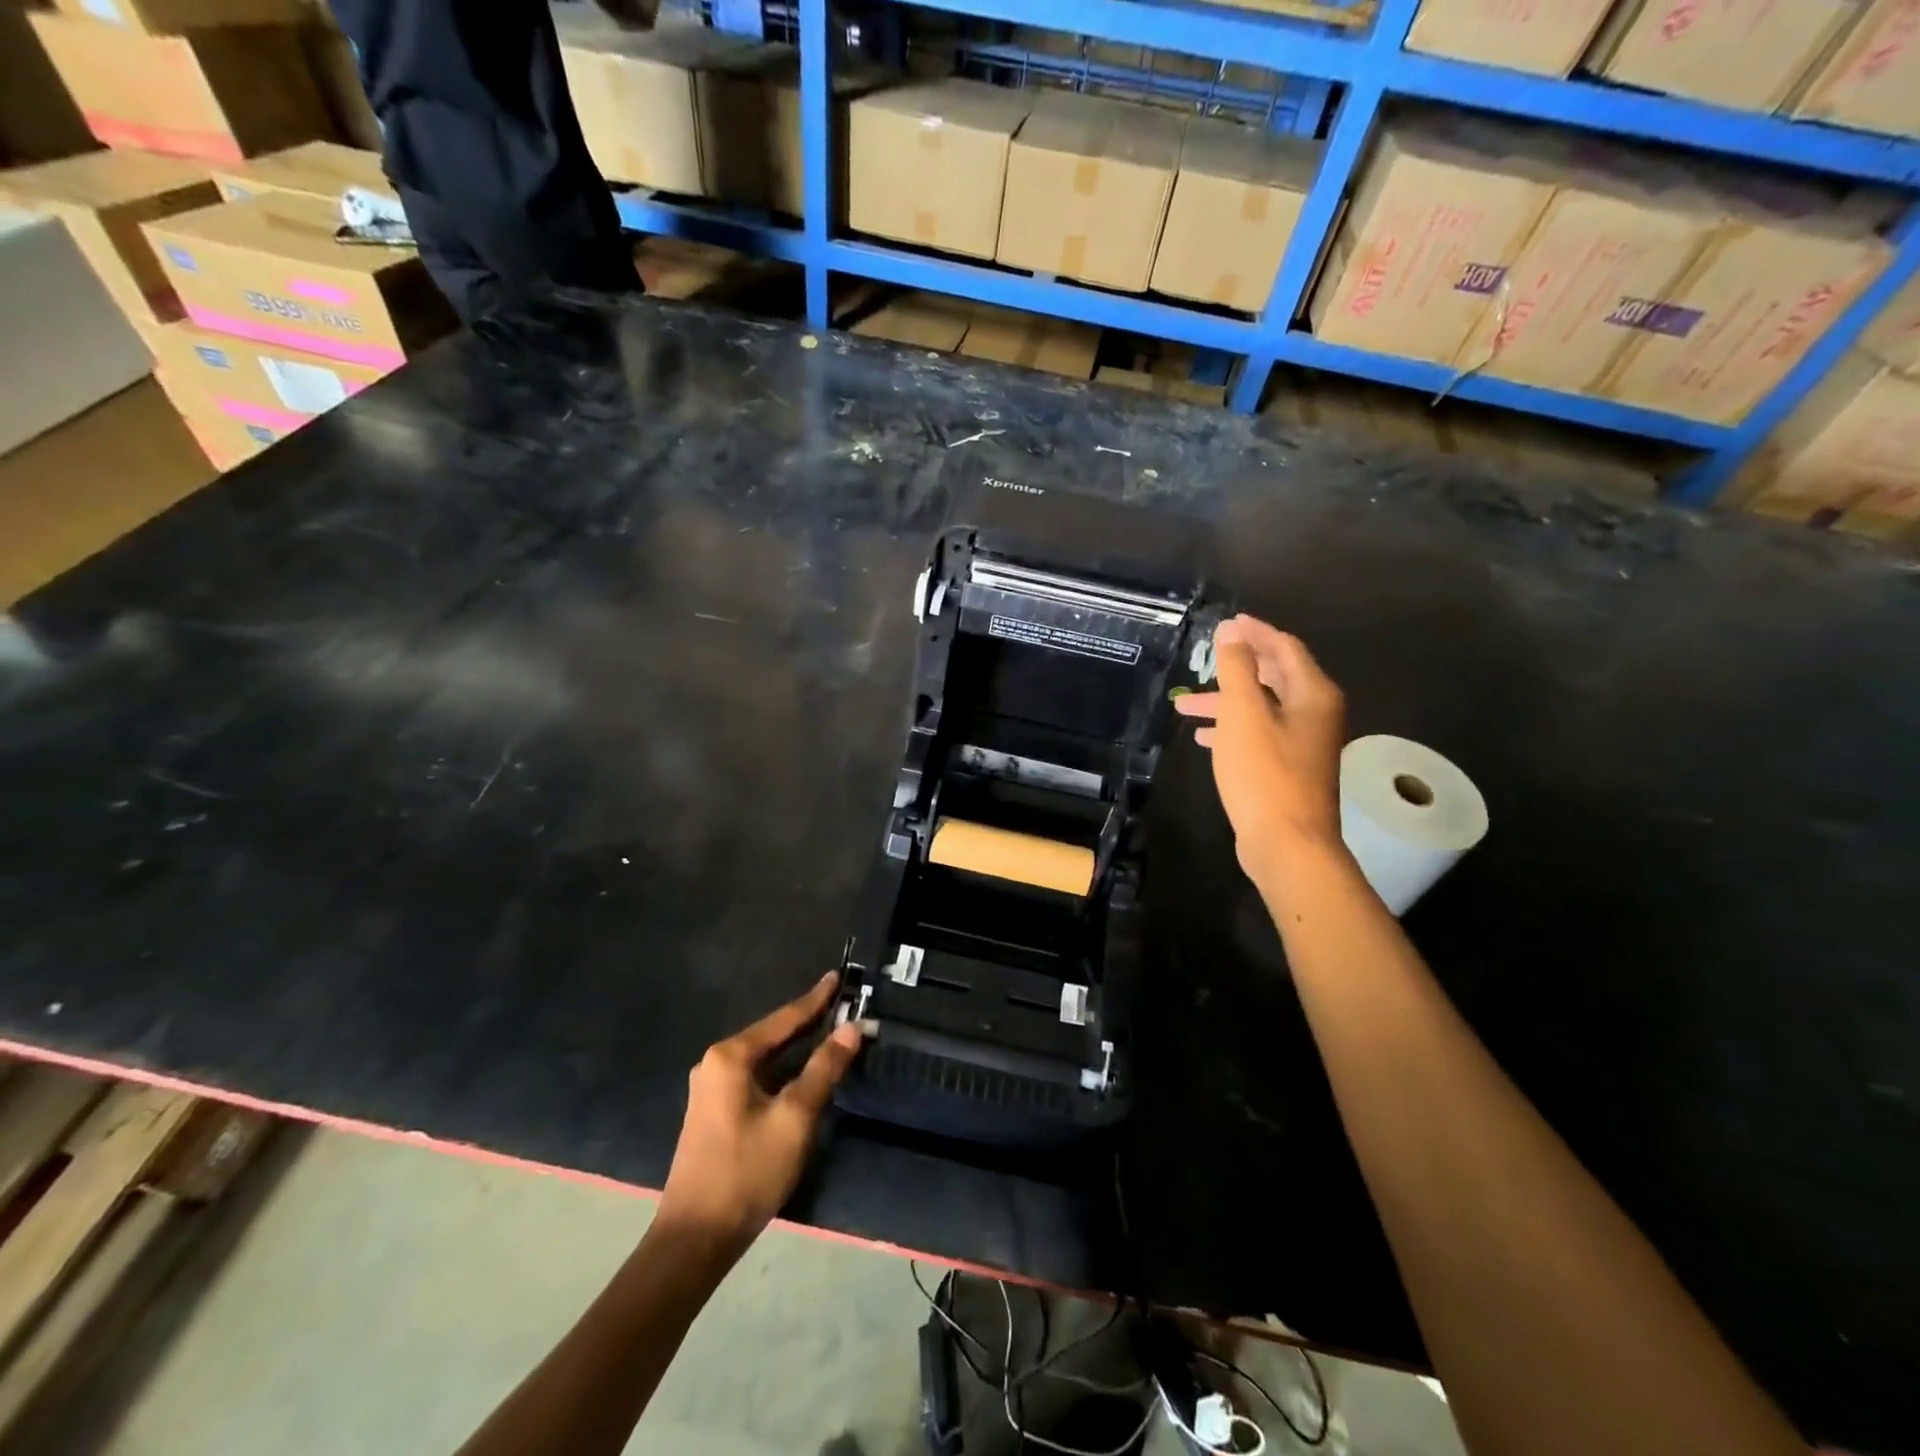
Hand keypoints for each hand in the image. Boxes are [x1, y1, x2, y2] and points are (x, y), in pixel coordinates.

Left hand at [657, 973, 865, 1259]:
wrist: (695, 1238)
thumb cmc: (747, 1171)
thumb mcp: (795, 1117)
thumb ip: (824, 1068)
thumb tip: (851, 1028)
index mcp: (731, 1056)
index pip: (784, 1018)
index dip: (815, 999)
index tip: (837, 976)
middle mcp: (716, 1063)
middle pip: (772, 1034)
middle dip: (807, 1021)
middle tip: (841, 1005)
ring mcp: (711, 1088)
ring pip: (764, 1057)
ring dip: (796, 1048)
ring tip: (829, 1032)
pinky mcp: (713, 1111)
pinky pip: (756, 1076)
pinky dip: (782, 1069)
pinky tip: (802, 1072)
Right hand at [1174, 615, 1346, 881]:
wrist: (1287, 844)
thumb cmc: (1265, 774)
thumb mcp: (1243, 714)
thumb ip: (1237, 668)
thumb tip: (1231, 629)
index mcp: (1313, 695)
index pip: (1284, 648)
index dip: (1255, 632)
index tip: (1226, 622)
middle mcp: (1316, 714)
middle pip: (1274, 677)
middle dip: (1235, 669)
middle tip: (1203, 661)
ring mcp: (1304, 744)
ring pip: (1262, 709)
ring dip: (1225, 703)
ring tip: (1184, 707)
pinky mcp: (1289, 769)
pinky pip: (1259, 735)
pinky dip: (1232, 729)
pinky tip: (1203, 738)